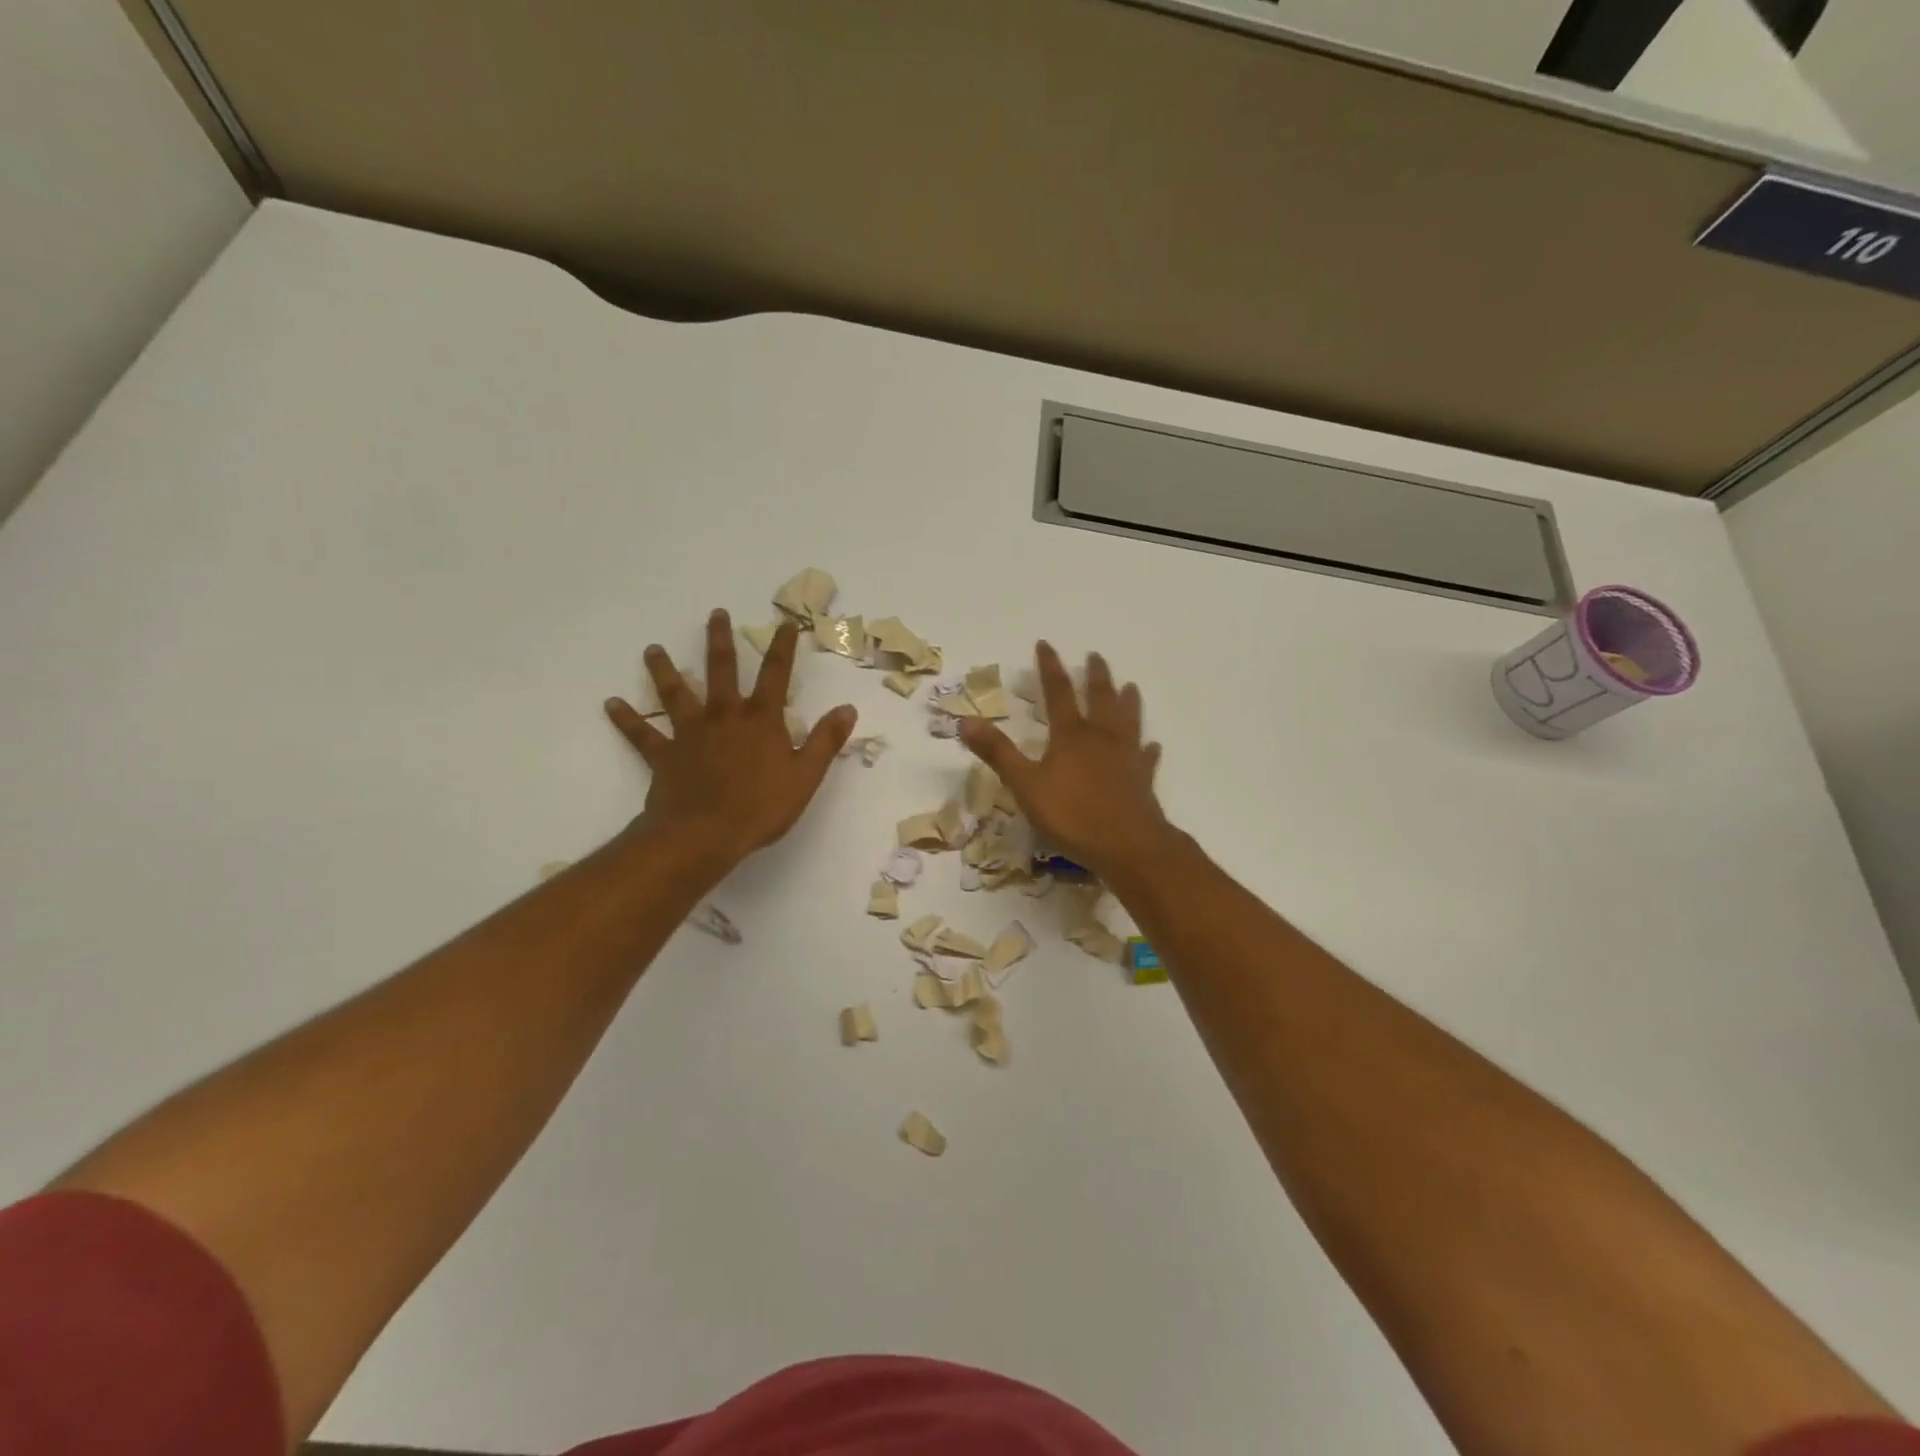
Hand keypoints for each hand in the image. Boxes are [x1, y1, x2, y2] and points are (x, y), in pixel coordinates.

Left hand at [605, 609, 857, 869]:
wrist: (704, 834)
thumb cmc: (761, 807)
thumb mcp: (806, 777)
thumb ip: (826, 741)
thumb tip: (847, 708)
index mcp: (761, 720)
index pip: (776, 675)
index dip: (783, 647)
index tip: (785, 622)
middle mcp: (724, 716)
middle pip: (722, 670)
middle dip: (720, 640)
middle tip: (715, 613)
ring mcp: (690, 733)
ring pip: (676, 694)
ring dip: (664, 670)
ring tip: (652, 649)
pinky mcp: (664, 755)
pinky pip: (642, 734)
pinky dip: (627, 719)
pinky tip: (611, 703)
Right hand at [960, 642, 1169, 881]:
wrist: (1128, 846)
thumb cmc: (1072, 815)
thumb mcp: (1025, 785)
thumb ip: (998, 753)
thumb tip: (967, 720)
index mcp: (1071, 735)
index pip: (1058, 692)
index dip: (1050, 668)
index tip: (1046, 644)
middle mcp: (1101, 738)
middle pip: (1100, 698)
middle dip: (1096, 676)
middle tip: (1096, 656)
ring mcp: (1126, 757)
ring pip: (1128, 721)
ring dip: (1128, 702)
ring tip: (1131, 686)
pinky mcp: (1143, 780)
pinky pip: (1146, 758)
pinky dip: (1148, 749)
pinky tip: (1152, 745)